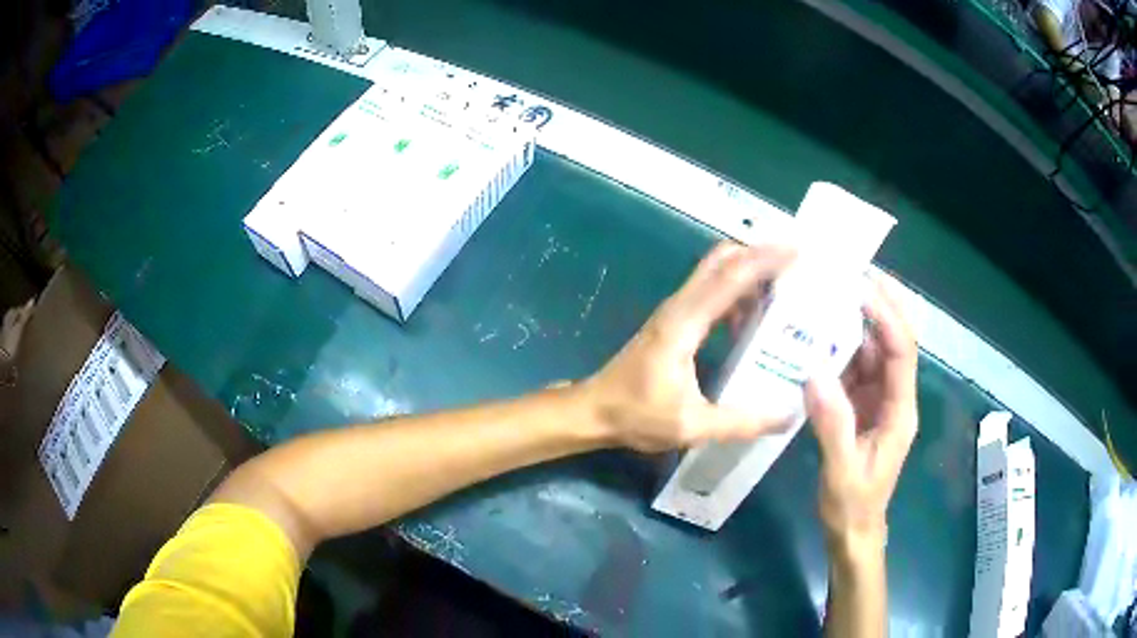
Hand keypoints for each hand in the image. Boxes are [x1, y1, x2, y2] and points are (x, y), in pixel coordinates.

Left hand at [578, 241, 795, 452]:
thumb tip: (788, 416)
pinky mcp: (675, 321)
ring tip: (787, 289)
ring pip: (716, 273)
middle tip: (797, 265)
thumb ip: (740, 422)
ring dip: (749, 272)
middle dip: (759, 254)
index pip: (730, 277)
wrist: (593, 411)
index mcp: (684, 322)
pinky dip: (737, 293)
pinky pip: (711, 294)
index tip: (798, 250)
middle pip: (722, 260)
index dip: (765, 259)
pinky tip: (757, 318)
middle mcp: (680, 307)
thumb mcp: (691, 425)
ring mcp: (676, 311)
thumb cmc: (636, 415)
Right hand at [805, 276, 917, 544]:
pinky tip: (816, 339)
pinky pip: (853, 370)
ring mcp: (877, 401)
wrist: (853, 532)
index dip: (886, 316)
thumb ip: (833, 425)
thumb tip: (814, 373)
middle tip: (846, 274)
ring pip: (872, 352)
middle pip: (892, 341)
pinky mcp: (860, 407)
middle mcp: (894, 397)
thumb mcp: (842, 471)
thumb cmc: (853, 506)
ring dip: (854, 325)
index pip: (902, 351)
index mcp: (900, 410)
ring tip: (826, 297)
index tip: (860, 287)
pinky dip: (837, 351)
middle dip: (876, 305)